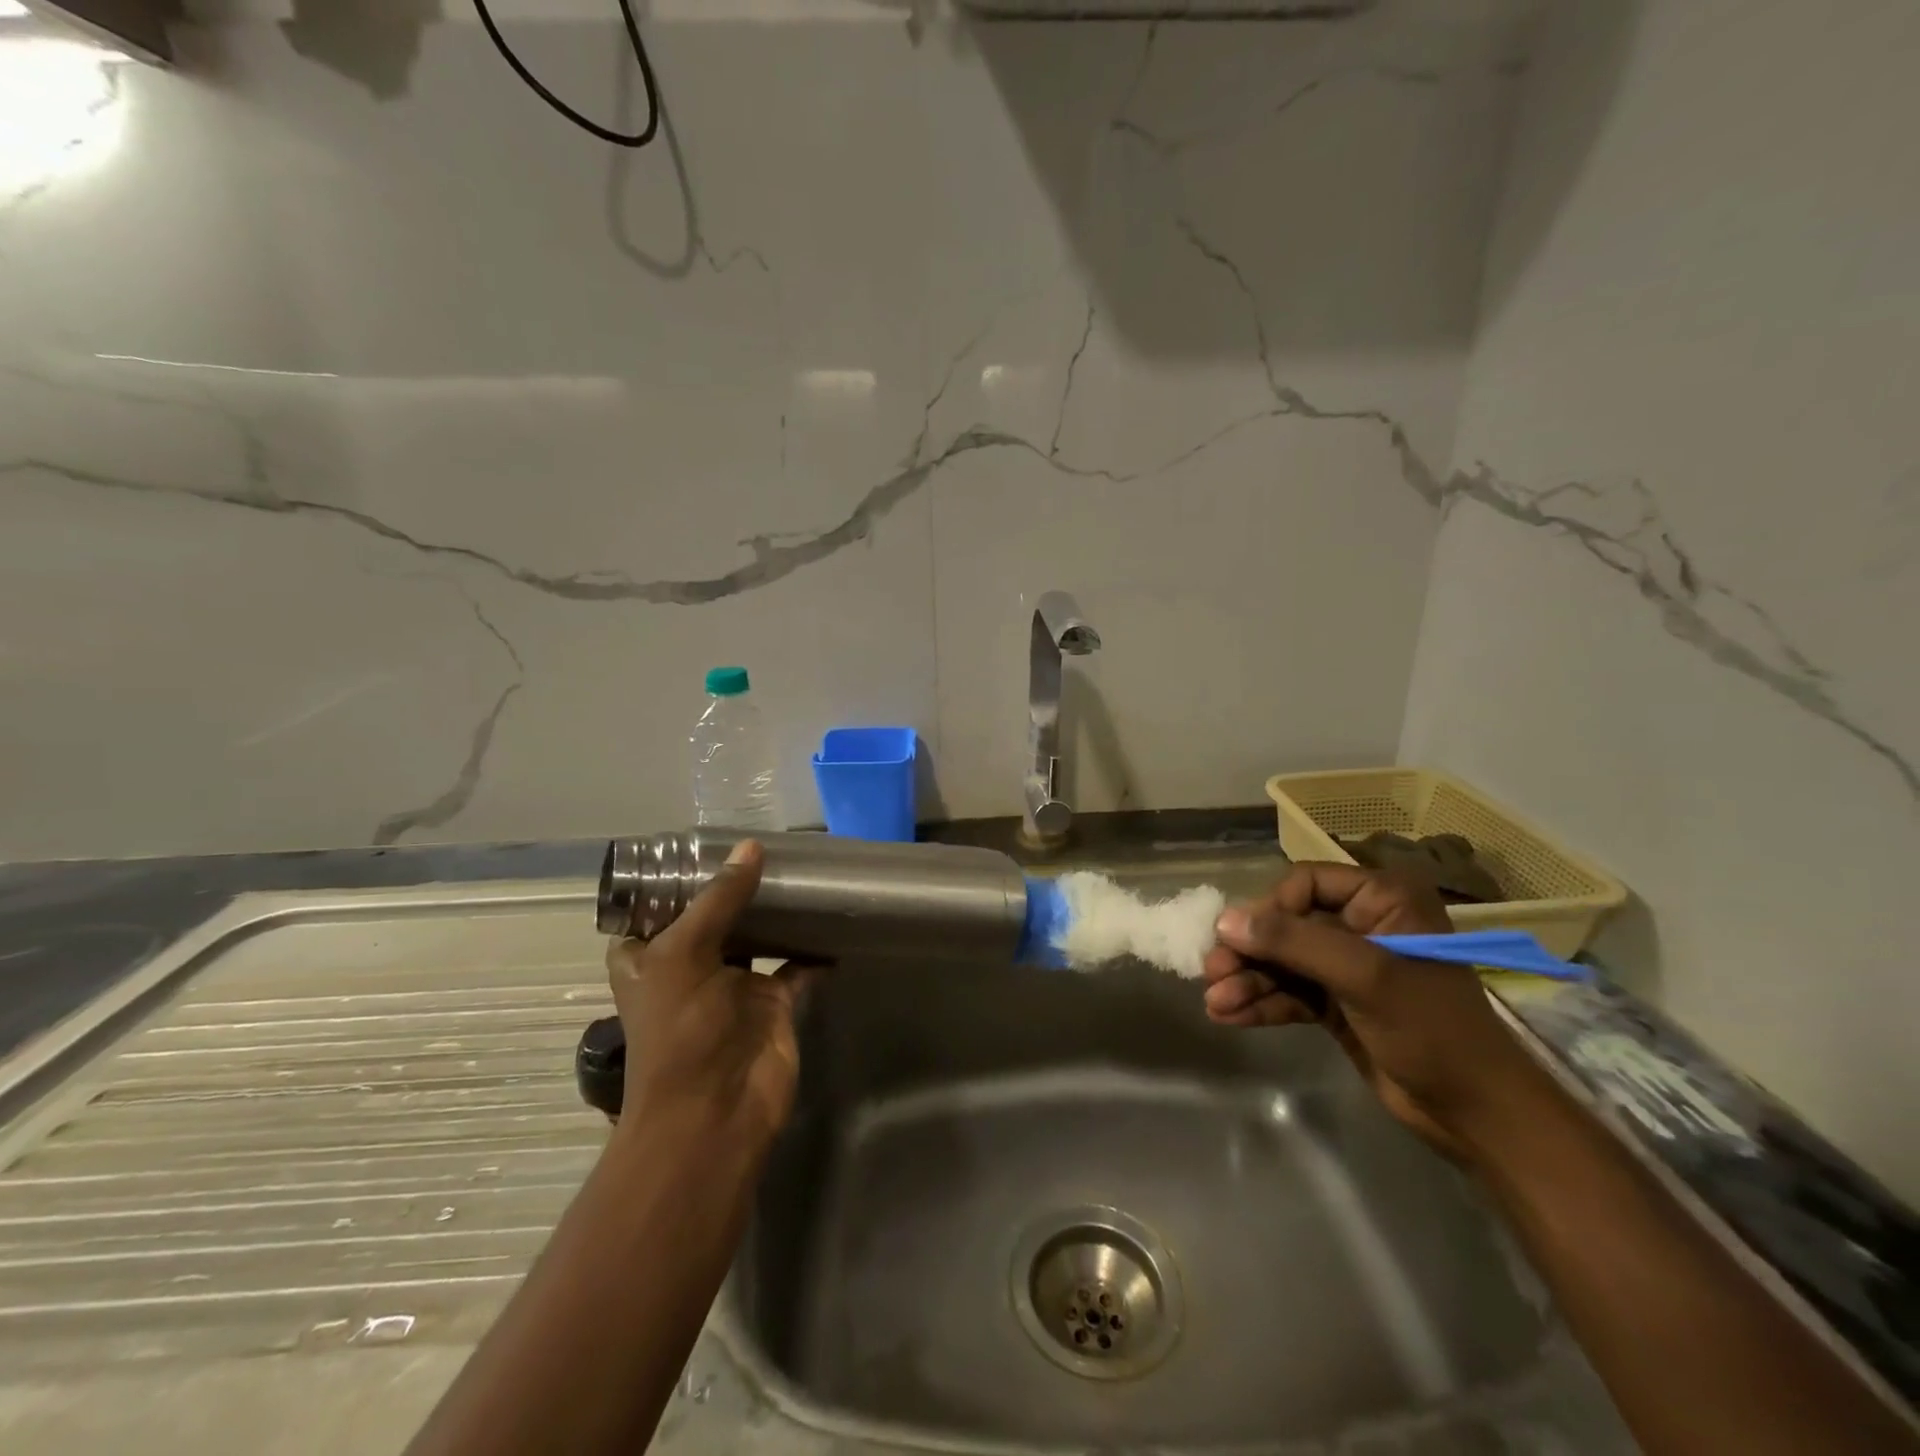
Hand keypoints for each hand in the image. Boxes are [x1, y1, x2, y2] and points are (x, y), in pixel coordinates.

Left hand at [604, 840, 805, 1141]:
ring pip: (756, 936)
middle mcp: (689, 966)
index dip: (675, 878)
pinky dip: (812, 948)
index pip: (654, 907)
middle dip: (734, 887)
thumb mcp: (685, 953)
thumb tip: (751, 847)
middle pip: (712, 916)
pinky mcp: (772, 1002)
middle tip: (765, 847)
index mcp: (649, 957)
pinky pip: (796, 965)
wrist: (715, 1114)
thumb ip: (720, 899)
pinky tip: (830, 920)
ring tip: (797, 871)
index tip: (705, 843)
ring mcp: (733, 986)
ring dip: (773, 912)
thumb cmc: (681, 1030)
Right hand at [1202, 862, 1546, 1159]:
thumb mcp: (1364, 976)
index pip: (1305, 883)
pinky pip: (1289, 992)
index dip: (1269, 910)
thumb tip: (1224, 921)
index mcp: (1382, 899)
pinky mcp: (1337, 1003)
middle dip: (1249, 951)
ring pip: (1283, 961)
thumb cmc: (1432, 1029)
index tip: (1237, 939)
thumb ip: (1294, 943)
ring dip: (1248, 980)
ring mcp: (1348, 966)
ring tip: (1215, 1003)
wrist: (1477, 1114)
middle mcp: (1362, 924)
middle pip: (1287, 924)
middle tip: (1211, 972)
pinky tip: (1230, 1016)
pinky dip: (1261, 1002)